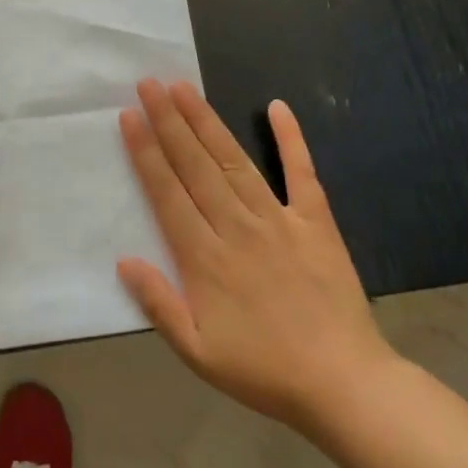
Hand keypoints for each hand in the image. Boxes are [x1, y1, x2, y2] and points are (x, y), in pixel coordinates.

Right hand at [117, 80, 396, 430]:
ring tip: (184, 88)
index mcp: (205, 258)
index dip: (146, 152)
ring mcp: (278, 220)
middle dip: (168, 121)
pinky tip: (277, 107)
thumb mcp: (197, 352)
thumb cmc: (263, 370)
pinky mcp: (316, 221)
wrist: (343, 384)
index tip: (128, 116)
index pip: (167, 192)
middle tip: (149, 84)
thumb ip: (158, 304)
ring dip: (206, 122)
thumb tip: (123, 259)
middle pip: (195, 165)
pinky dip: (290, 138)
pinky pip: (302, 172)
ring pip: (233, 161)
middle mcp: (236, 227)